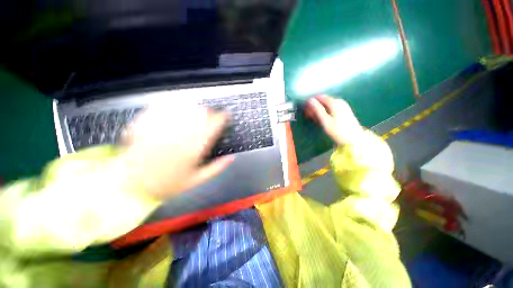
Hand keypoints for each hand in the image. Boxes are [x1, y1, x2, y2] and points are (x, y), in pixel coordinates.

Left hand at [118, 102, 233, 198]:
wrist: (130, 185)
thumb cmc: (167, 184)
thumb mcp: (196, 180)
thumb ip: (217, 168)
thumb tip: (232, 157)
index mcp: (194, 148)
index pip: (214, 125)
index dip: (223, 117)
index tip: (226, 116)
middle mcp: (181, 134)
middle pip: (201, 112)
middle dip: (210, 111)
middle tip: (212, 116)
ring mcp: (163, 127)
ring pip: (184, 107)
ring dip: (195, 106)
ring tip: (198, 110)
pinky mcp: (147, 122)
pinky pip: (163, 106)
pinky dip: (173, 103)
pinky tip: (178, 104)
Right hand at [304, 95, 364, 145]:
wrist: (355, 139)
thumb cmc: (338, 131)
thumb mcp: (325, 121)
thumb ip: (317, 109)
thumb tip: (310, 100)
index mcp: (334, 102)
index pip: (319, 97)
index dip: (311, 103)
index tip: (306, 111)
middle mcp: (339, 101)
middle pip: (323, 100)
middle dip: (315, 107)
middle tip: (309, 116)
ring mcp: (343, 105)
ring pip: (327, 104)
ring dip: (319, 110)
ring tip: (315, 119)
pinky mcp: (345, 110)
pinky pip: (332, 108)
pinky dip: (325, 111)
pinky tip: (323, 118)